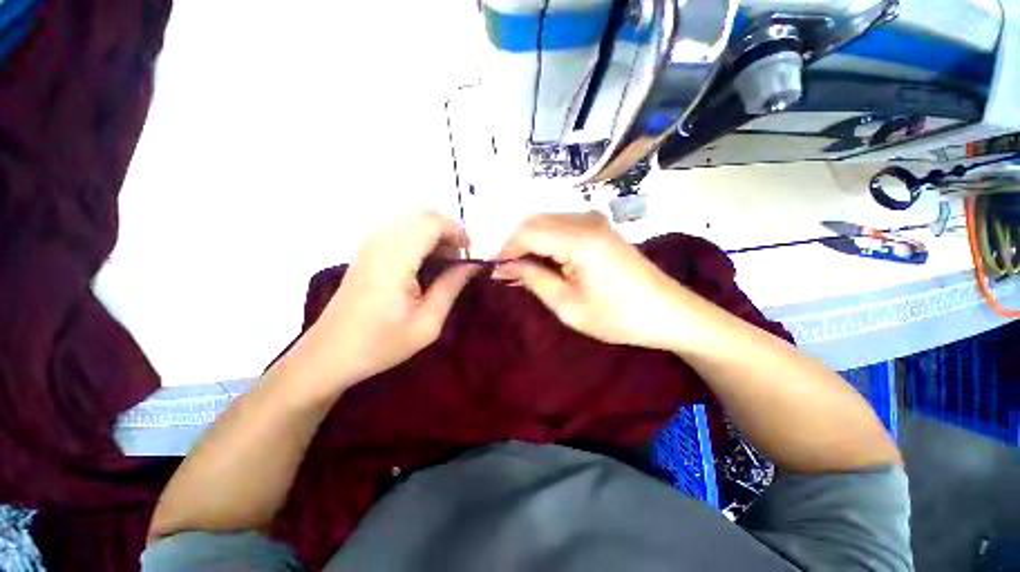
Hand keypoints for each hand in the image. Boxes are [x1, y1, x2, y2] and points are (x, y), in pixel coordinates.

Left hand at [296, 211, 479, 389]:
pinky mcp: (365, 251)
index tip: (471, 253)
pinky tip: (424, 263)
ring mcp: (369, 244)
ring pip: (411, 220)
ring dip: (434, 234)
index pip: (432, 223)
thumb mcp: (427, 323)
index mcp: (395, 260)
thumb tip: (473, 265)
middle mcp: (380, 243)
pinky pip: (399, 230)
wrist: (329, 354)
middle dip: (448, 231)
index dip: (458, 231)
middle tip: (459, 259)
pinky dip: (419, 238)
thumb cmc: (381, 343)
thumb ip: (451, 287)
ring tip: (444, 263)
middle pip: (423, 215)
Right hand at [493, 212, 687, 348]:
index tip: (493, 270)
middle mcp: (585, 219)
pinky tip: (544, 261)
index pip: (526, 233)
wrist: (668, 313)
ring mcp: (595, 220)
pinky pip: (561, 226)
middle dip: (514, 244)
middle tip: (506, 272)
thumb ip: (532, 279)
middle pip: (534, 221)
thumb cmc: (617, 316)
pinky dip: (546, 241)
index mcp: (578, 239)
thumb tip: (503, 267)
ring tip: (523, 270)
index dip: (504, 250)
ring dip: (529, 242)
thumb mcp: (567, 304)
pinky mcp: (600, 227)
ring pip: (546, 221)